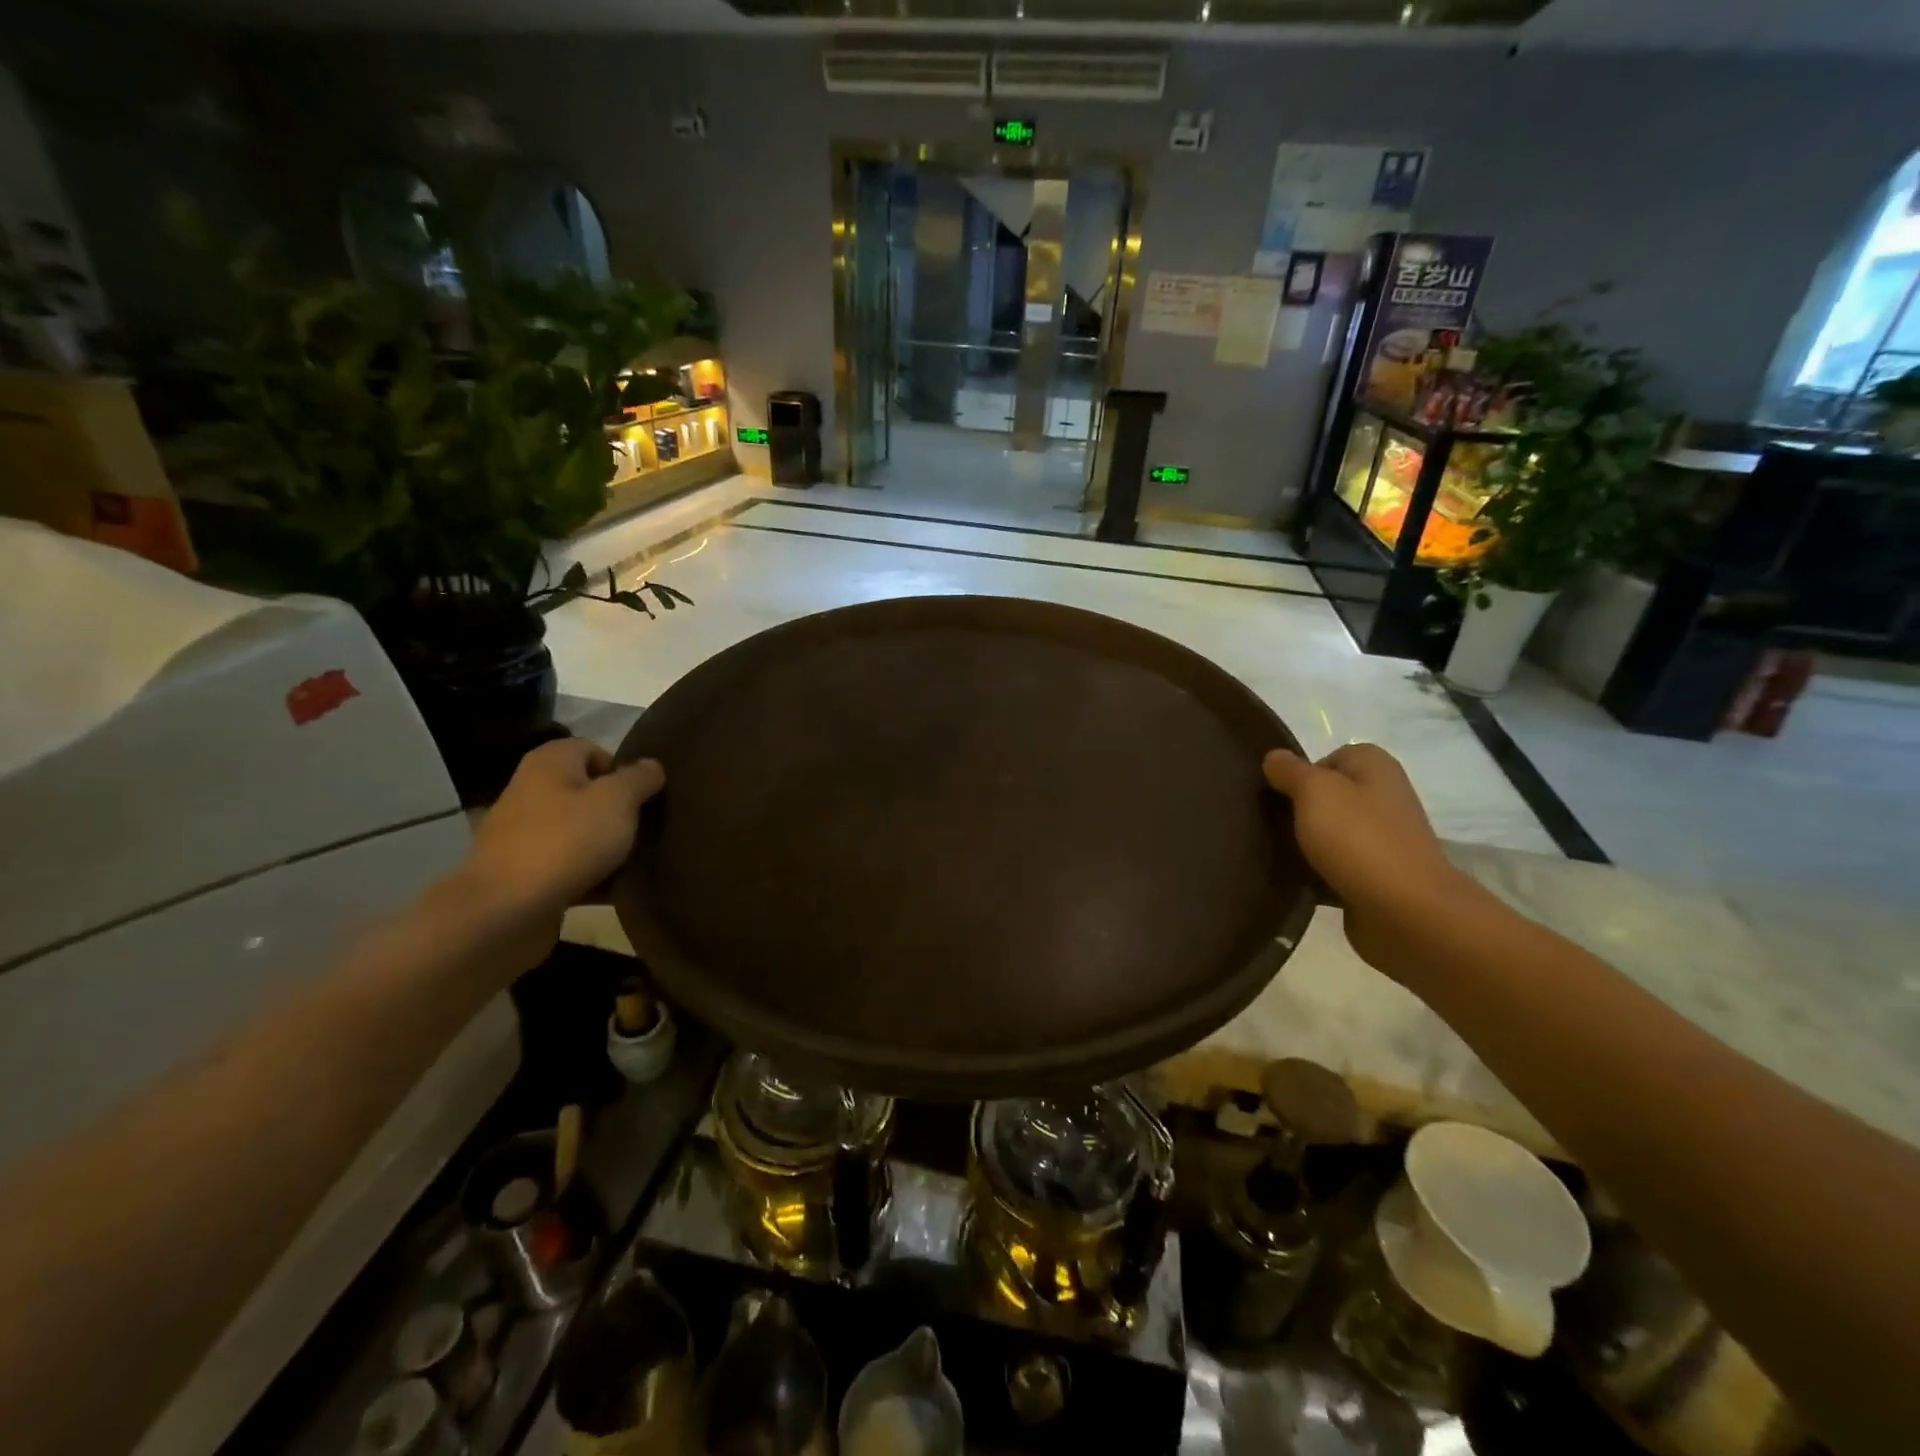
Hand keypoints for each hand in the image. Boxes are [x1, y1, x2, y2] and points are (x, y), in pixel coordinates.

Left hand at [462, 739, 664, 954]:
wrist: (507, 911)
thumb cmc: (567, 841)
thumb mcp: (618, 801)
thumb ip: (640, 778)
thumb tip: (651, 765)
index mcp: (549, 763)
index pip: (593, 750)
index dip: (622, 770)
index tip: (644, 796)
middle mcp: (530, 791)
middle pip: (587, 792)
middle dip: (617, 810)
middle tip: (644, 827)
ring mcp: (522, 834)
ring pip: (578, 830)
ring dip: (606, 844)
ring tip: (634, 860)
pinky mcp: (522, 873)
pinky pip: (568, 865)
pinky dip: (590, 873)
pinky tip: (614, 888)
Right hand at [1263, 743, 1466, 973]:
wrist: (1405, 911)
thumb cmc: (1358, 838)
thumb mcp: (1314, 792)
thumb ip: (1290, 771)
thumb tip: (1274, 756)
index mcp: (1376, 768)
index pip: (1331, 756)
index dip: (1302, 772)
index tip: (1279, 793)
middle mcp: (1384, 797)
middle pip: (1330, 795)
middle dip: (1299, 807)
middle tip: (1269, 821)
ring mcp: (1383, 839)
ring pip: (1331, 831)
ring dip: (1305, 841)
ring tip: (1275, 851)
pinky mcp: (1376, 875)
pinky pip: (1336, 865)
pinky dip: (1317, 871)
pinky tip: (1294, 879)